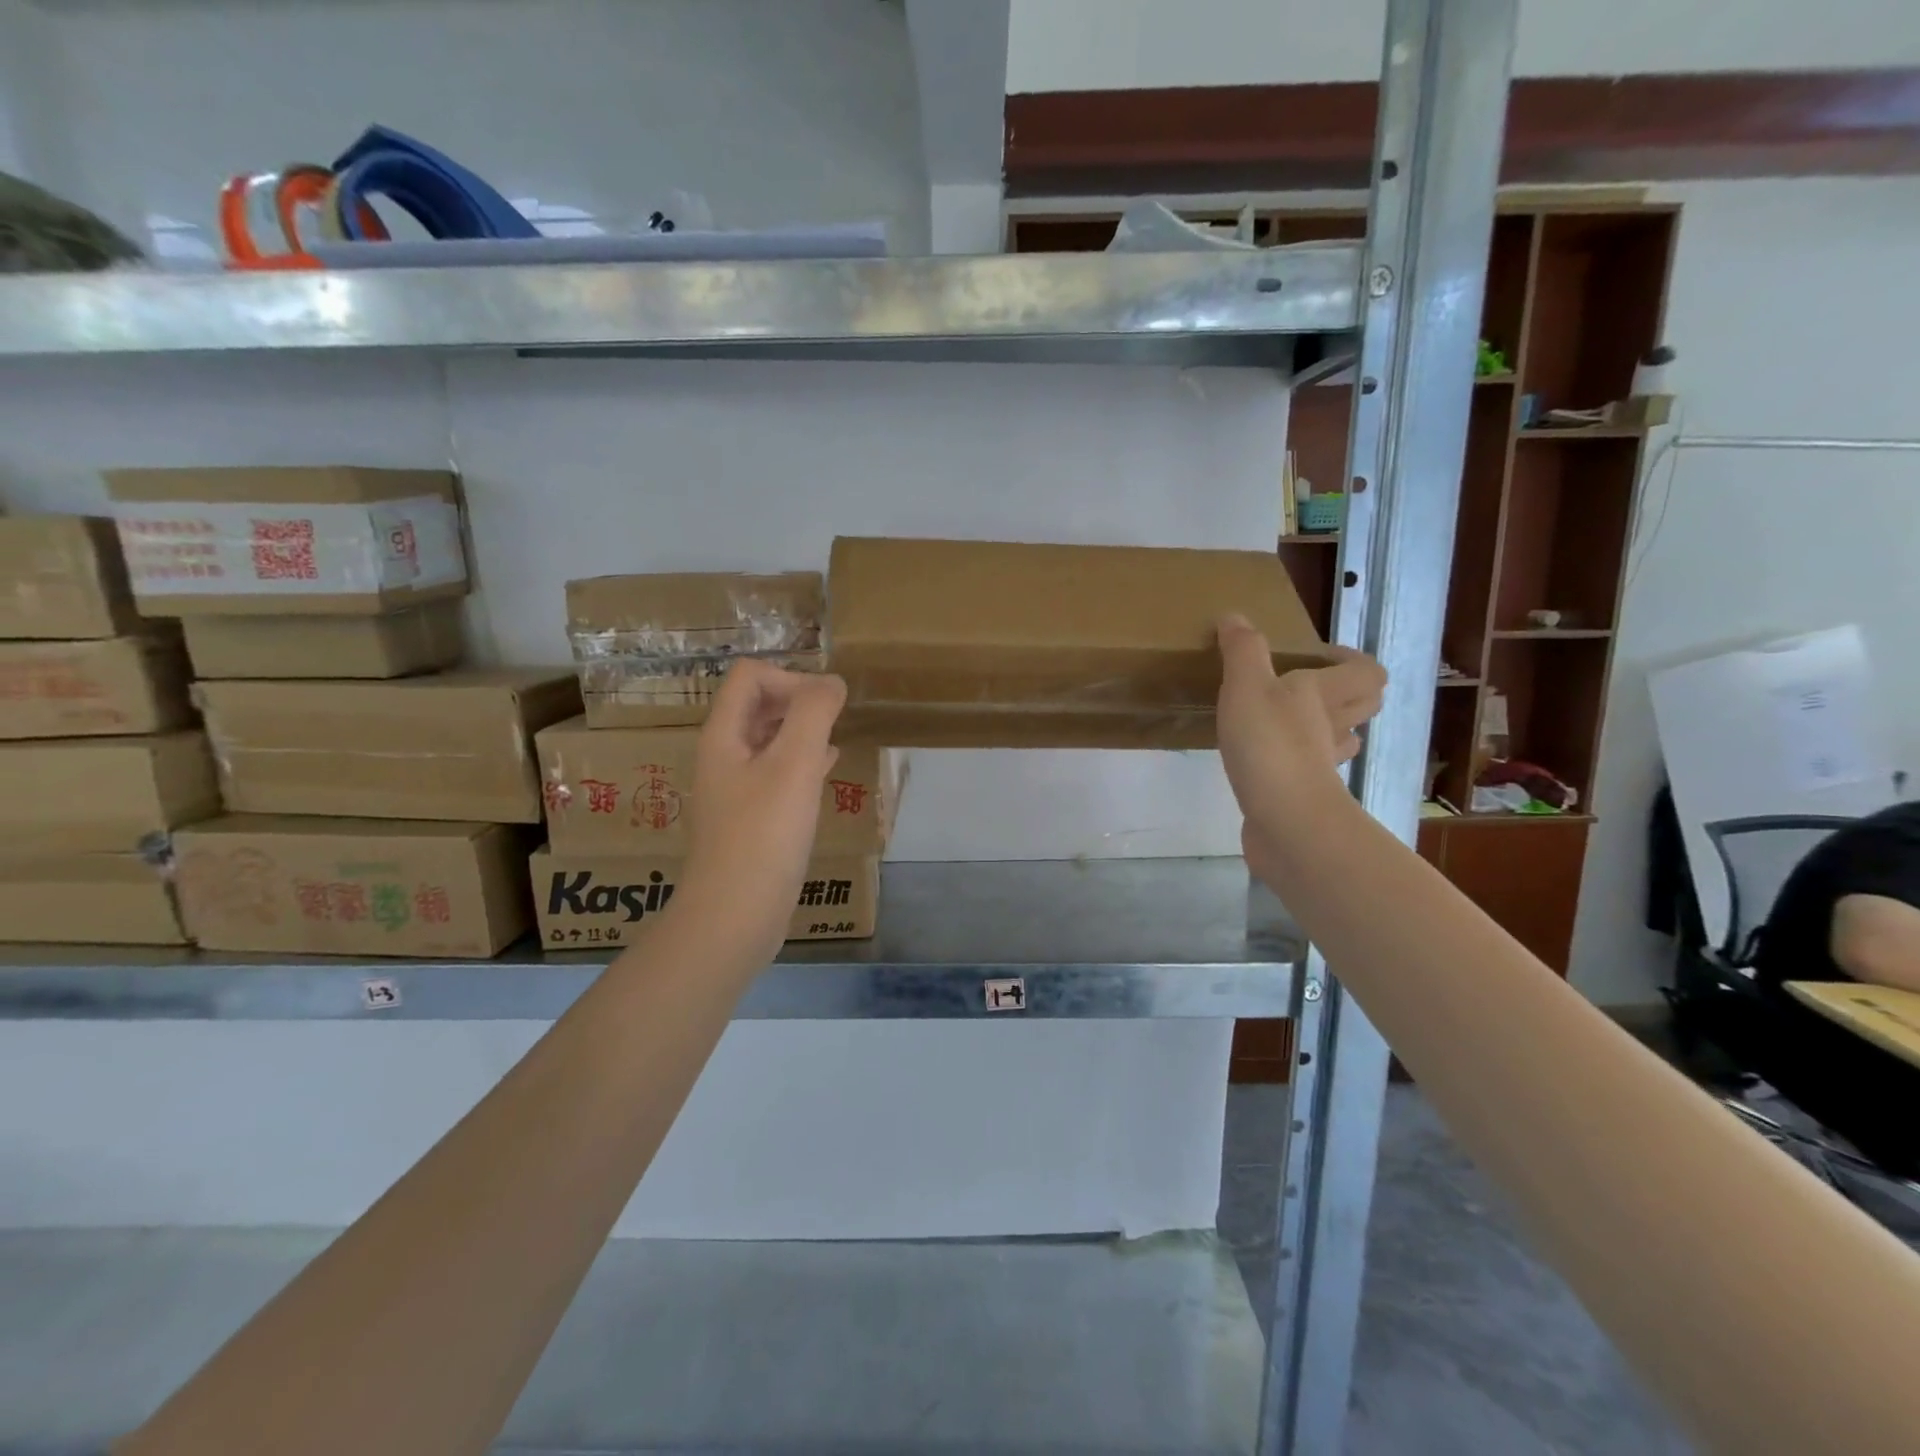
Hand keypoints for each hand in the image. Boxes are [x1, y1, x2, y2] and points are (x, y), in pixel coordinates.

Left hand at [678, 659, 846, 960]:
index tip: (825, 708)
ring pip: (769, 740)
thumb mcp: (794, 764)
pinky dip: (802, 763)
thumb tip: (832, 681)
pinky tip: (825, 772)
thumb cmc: (764, 834)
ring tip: (835, 741)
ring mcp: (734, 789)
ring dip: (802, 732)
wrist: (735, 914)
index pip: (750, 676)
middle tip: (835, 720)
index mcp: (724, 735)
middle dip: (798, 701)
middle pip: (757, 705)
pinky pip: (776, 774)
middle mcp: (723, 756)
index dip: (791, 678)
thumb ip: (813, 713)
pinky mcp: (750, 818)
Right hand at [1216, 614, 1385, 875]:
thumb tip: (1234, 617)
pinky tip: (1268, 760)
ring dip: (1327, 728)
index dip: (1352, 659)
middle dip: (1346, 692)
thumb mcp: (1246, 687)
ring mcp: (1322, 766)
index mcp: (1323, 694)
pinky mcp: (1305, 796)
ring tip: (1292, 721)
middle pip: (1362, 705)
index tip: (1320, 655)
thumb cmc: (1270, 745)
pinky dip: (1299, 763)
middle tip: (1308, 684)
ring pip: (1340, 741)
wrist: (1286, 821)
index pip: (1366, 670)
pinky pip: (1311, 772)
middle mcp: (1332, 727)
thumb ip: (1241, 651)